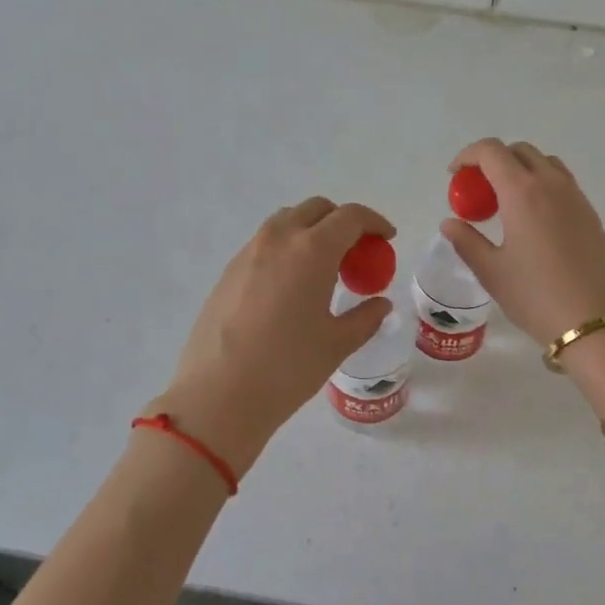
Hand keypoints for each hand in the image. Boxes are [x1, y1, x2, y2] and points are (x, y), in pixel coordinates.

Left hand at [145, 198, 394, 475]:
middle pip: (316, 209)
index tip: (386, 239)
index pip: (350, 217)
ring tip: (323, 268)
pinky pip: (264, 244)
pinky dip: (286, 249)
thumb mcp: (337, 344)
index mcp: (312, 250)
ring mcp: (248, 252)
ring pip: (286, 222)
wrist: (218, 394)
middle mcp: (278, 239)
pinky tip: (291, 287)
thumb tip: (380, 304)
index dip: (374, 222)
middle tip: (356, 253)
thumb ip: (365, 318)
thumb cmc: (287, 367)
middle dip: (342, 221)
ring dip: (311, 231)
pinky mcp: (228, 271)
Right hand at [442, 139, 604, 411]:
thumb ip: (466, 241)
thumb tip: (449, 223)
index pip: (491, 151)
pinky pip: (562, 183)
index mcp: (522, 192)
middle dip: (494, 160)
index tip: (455, 176)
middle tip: (478, 191)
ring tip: (505, 202)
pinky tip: (532, 220)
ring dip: (520, 169)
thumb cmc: (535, 296)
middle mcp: (551, 184)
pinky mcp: (591, 214)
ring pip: (545, 163)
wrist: (595, 322)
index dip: (468, 155)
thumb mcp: (491, 271)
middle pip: (520, 151)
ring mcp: (576, 197)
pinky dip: (541, 185)